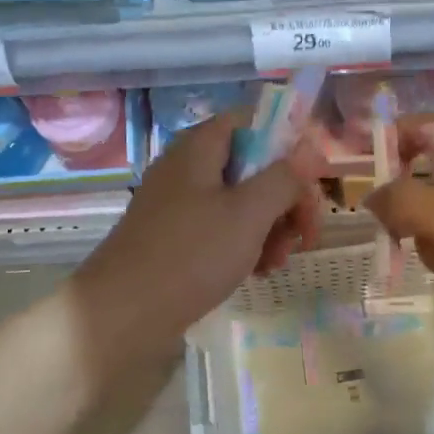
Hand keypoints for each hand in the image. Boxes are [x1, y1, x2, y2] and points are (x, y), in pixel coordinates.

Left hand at [73, 110, 325, 366]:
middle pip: (251, 164)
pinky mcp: (174, 236)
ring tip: (277, 262)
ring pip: (239, 200)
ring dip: (269, 226)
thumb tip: (308, 150)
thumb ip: (283, 177)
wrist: (121, 314)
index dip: (287, 141)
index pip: (252, 120)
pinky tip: (256, 272)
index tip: (312, 178)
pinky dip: (244, 243)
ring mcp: (178, 203)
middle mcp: (187, 167)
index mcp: (200, 147)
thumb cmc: (190, 255)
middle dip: (284, 196)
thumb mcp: (248, 213)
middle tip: (305, 233)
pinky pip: (220, 227)